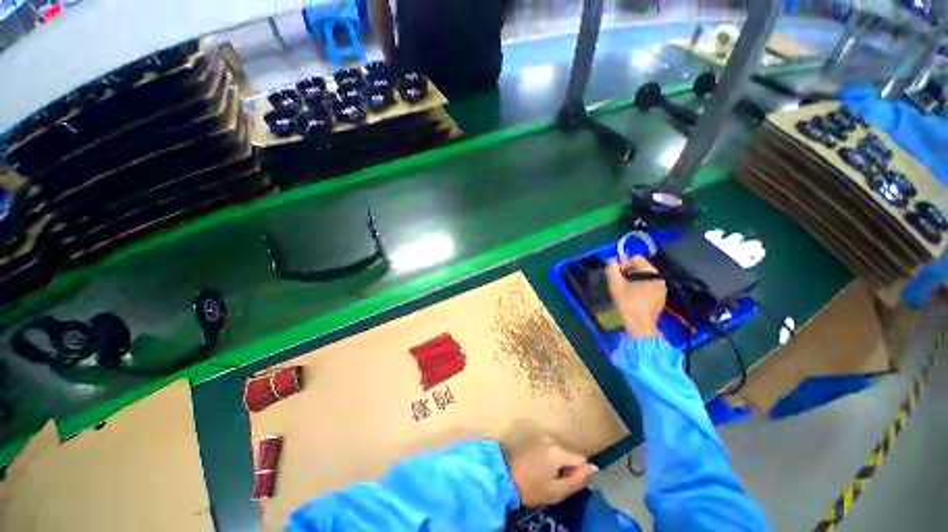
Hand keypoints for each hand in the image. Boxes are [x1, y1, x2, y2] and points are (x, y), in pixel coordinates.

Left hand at [507, 436, 598, 507]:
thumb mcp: (557, 491)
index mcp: (558, 451)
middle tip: (554, 480)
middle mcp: (550, 439)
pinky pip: (549, 446)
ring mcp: (540, 436)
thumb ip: (577, 479)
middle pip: (569, 453)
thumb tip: (595, 468)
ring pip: (559, 450)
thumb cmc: (531, 488)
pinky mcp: (532, 437)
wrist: (504, 477)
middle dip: (567, 466)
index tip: (566, 482)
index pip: (581, 459)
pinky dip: (548, 456)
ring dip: (557, 461)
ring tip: (544, 474)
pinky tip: (538, 466)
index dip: (577, 473)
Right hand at [606, 256, 666, 337]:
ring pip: (644, 278)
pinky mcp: (660, 299)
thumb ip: (612, 269)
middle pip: (641, 268)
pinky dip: (638, 288)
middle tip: (617, 281)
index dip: (623, 263)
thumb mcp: (615, 284)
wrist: (640, 326)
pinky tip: (631, 297)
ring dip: (632, 280)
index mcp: (652, 273)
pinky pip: (648, 287)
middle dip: (627, 272)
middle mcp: (660, 279)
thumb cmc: (628, 303)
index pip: (636, 259)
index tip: (615, 274)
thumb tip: (612, 261)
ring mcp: (662, 289)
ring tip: (623, 289)